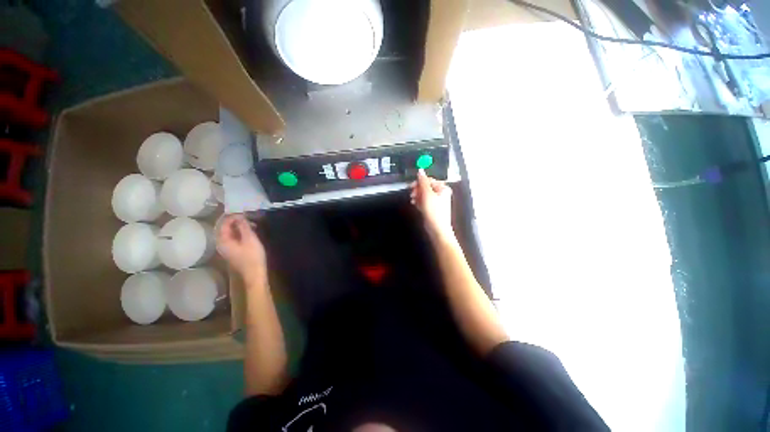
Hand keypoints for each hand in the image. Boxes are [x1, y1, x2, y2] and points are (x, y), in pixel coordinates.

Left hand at [218, 214, 266, 285]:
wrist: (255, 273)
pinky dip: (241, 232)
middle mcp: (222, 244)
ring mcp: (227, 248)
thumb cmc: (252, 256)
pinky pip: (235, 238)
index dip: (233, 216)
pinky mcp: (234, 251)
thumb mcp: (250, 238)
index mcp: (223, 240)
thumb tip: (240, 216)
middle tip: (248, 217)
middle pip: (226, 228)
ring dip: (240, 226)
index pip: (224, 223)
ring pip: (231, 233)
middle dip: (236, 221)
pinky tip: (251, 232)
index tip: (244, 212)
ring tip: (252, 224)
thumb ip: (243, 226)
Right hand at [411, 169, 453, 239]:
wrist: (437, 229)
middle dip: (418, 190)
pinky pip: (424, 201)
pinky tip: (416, 204)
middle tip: (412, 194)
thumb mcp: (427, 194)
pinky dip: (419, 202)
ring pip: (424, 195)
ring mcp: (437, 202)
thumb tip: (420, 170)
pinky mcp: (432, 208)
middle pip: (426, 187)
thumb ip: (423, 182)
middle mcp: (441, 193)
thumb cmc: (434, 211)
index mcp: (442, 188)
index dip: (419, 182)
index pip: (429, 180)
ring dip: (417, 196)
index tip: (411, 187)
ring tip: (413, 200)